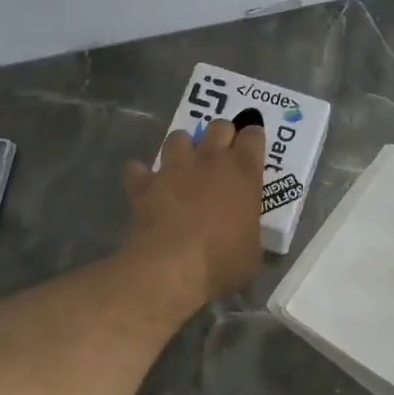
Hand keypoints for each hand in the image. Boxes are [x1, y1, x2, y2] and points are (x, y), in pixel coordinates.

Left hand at [124, 120, 266, 307]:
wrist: (171, 268)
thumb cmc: (223, 261)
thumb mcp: (253, 251)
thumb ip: (250, 230)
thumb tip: (246, 234)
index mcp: (243, 172)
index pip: (253, 136)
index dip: (254, 139)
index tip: (253, 148)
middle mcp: (210, 160)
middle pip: (219, 126)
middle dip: (222, 135)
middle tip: (222, 154)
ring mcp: (174, 168)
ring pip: (178, 137)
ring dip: (183, 147)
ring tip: (184, 165)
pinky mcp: (145, 184)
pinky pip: (139, 169)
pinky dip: (143, 175)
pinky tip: (146, 185)